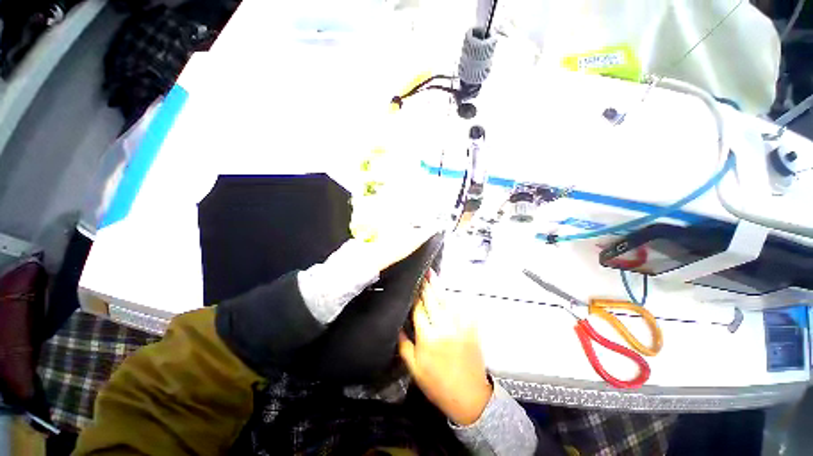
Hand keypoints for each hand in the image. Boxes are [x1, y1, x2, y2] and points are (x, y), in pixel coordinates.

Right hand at [398, 271, 491, 425]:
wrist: (469, 397)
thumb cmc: (438, 384)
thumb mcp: (414, 369)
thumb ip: (403, 345)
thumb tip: (396, 326)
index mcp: (427, 338)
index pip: (418, 310)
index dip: (414, 297)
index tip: (411, 285)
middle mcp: (443, 327)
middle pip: (432, 300)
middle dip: (426, 285)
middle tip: (422, 272)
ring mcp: (459, 325)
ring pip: (446, 300)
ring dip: (438, 286)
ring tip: (432, 274)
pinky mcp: (471, 327)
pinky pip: (461, 307)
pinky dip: (453, 297)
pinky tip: (448, 290)